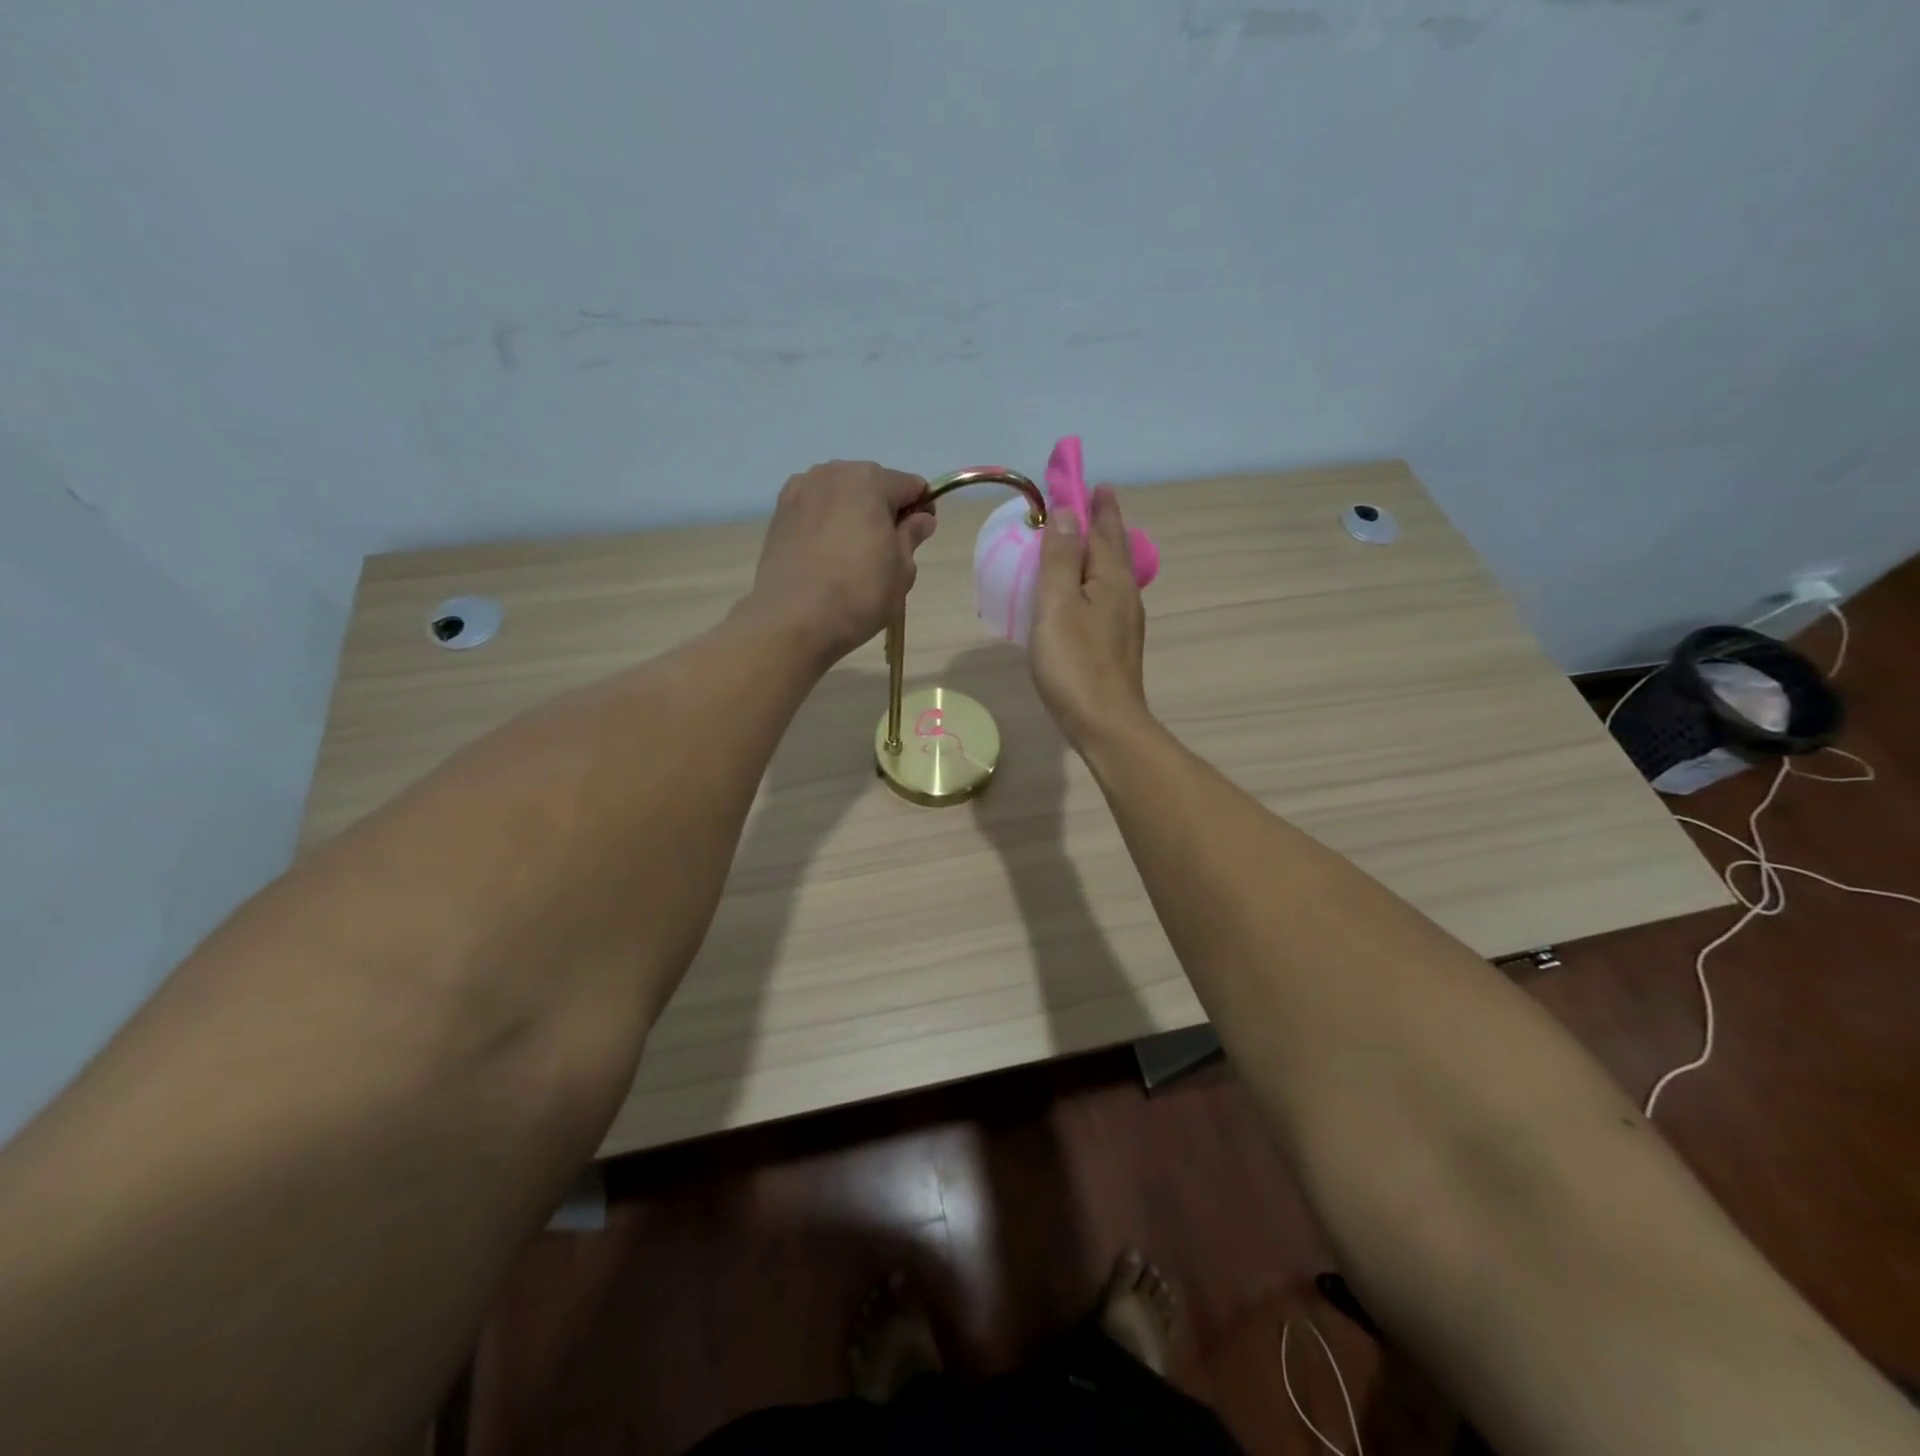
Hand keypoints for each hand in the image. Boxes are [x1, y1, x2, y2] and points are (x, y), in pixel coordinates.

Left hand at [747, 460, 934, 664]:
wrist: (792, 620)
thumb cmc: (859, 593)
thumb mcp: (901, 570)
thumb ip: (911, 536)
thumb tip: (921, 519)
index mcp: (870, 480)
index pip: (910, 486)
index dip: (921, 510)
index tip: (919, 538)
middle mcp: (833, 473)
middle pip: (872, 485)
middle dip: (883, 510)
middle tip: (884, 552)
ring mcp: (800, 490)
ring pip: (840, 495)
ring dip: (852, 514)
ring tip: (851, 555)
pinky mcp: (779, 513)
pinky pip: (815, 509)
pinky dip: (825, 523)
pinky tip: (825, 554)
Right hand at [1030, 485, 1149, 748]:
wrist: (1104, 724)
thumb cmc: (1075, 663)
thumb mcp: (1057, 605)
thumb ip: (1059, 558)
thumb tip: (1065, 512)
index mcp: (1111, 579)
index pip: (1103, 531)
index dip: (1095, 506)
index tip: (1093, 482)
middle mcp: (1125, 595)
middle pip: (1115, 550)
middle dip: (1105, 524)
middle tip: (1097, 501)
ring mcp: (1124, 623)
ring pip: (1113, 575)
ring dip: (1101, 552)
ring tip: (1088, 540)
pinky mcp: (1116, 646)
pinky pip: (1106, 598)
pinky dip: (1095, 581)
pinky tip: (1086, 593)